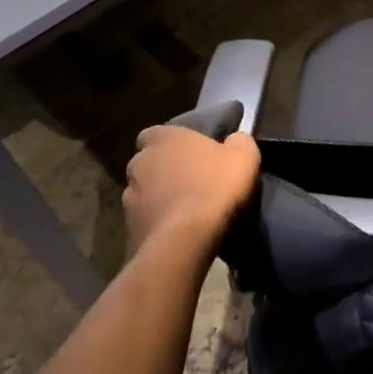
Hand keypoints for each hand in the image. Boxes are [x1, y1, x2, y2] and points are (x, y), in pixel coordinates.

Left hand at [123, 126, 260, 255]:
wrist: (187, 239)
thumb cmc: (215, 186)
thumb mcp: (244, 155)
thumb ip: (238, 141)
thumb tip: (235, 139)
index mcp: (163, 137)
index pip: (156, 133)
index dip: (172, 143)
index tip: (191, 153)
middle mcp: (139, 162)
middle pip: (149, 162)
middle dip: (164, 170)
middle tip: (190, 180)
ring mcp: (129, 196)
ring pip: (144, 192)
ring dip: (159, 197)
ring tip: (184, 210)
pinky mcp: (129, 227)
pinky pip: (145, 219)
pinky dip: (158, 222)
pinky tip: (178, 231)